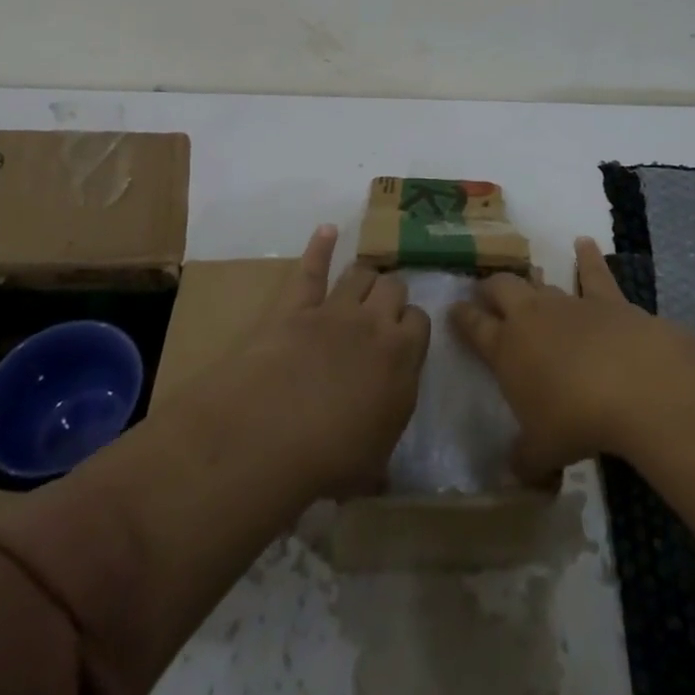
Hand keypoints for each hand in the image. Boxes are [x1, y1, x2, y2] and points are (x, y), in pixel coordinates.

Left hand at [232, 225, 431, 497]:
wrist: (274, 434)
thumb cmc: (331, 460)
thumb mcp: (373, 465)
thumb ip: (385, 443)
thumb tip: (385, 460)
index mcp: (403, 359)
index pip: (420, 322)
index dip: (410, 327)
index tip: (402, 340)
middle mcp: (376, 325)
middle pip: (394, 288)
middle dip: (390, 296)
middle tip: (381, 312)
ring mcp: (336, 309)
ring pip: (361, 273)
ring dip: (363, 277)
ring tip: (361, 283)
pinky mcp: (297, 305)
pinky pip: (312, 268)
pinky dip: (320, 246)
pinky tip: (327, 230)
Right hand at [451, 238, 694, 551]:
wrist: (632, 383)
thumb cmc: (575, 420)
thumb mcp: (542, 452)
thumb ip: (524, 460)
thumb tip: (514, 474)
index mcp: (506, 350)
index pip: (475, 328)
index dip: (462, 318)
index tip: (453, 310)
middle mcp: (531, 318)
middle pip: (502, 290)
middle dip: (490, 289)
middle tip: (485, 291)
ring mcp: (568, 303)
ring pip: (541, 283)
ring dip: (533, 281)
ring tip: (527, 277)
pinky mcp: (605, 299)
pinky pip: (592, 272)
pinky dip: (587, 257)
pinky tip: (584, 243)